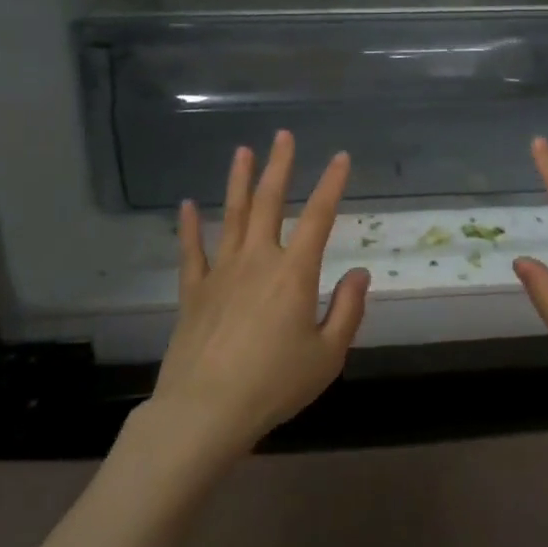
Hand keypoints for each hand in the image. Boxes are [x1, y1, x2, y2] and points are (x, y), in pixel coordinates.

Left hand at [149, 131, 370, 458]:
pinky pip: (191, 251)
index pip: (319, 217)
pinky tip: (187, 204)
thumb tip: (360, 273)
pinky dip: (190, 226)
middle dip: (279, 166)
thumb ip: (348, 310)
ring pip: (231, 216)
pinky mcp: (193, 291)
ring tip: (242, 151)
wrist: (206, 410)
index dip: (331, 184)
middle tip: (282, 136)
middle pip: (269, 203)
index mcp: (294, 273)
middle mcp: (257, 260)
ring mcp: (221, 272)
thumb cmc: (275, 384)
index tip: (340, 157)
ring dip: (238, 181)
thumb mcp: (327, 355)